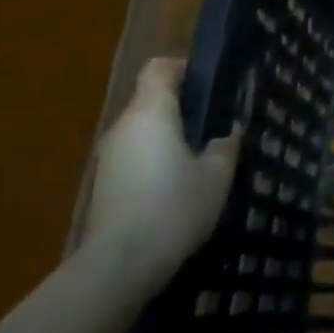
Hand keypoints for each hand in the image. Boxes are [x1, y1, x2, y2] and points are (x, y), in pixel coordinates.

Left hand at [83, 59, 237, 278]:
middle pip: (151, 99)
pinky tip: (179, 186)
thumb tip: (228, 133)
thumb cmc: (174, 207)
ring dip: (169, 136)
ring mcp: (109, 157)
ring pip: (143, 131)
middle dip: (183, 107)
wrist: (120, 264)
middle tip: (217, 125)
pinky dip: (156, 160)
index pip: (159, 68)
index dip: (184, 68)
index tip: (210, 84)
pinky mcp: (105, 184)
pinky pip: (135, 156)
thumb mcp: (217, 175)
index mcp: (151, 113)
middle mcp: (124, 126)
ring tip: (202, 158)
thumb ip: (225, 146)